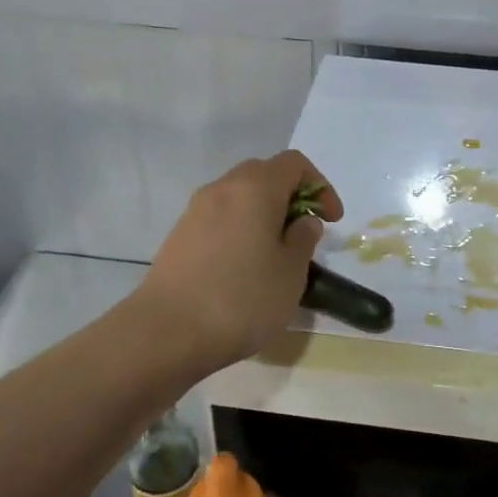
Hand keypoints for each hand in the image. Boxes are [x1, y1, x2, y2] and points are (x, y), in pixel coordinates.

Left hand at [138, 150, 341, 371]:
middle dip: (291, 197)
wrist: (167, 332)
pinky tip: (244, 267)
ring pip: (239, 197)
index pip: (294, 164)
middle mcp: (222, 188)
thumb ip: (303, 239)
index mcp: (255, 187)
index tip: (330, 221)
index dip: (320, 187)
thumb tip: (302, 221)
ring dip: (264, 214)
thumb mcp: (290, 272)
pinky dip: (240, 229)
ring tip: (276, 254)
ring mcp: (195, 211)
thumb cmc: (241, 298)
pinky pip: (220, 219)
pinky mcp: (179, 236)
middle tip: (304, 233)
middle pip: (264, 175)